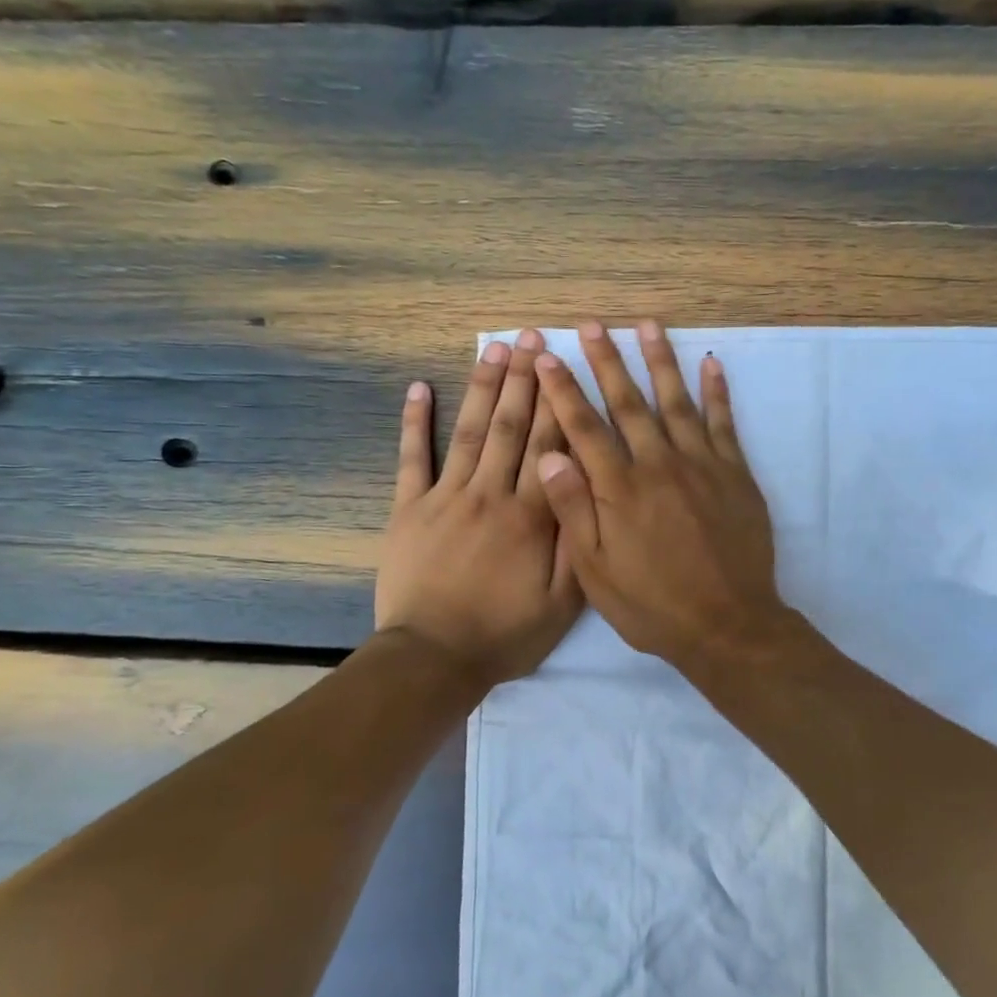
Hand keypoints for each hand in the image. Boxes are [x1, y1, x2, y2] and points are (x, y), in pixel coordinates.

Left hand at [376, 329, 582, 686]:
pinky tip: (419, 387)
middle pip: (511, 427)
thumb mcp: (563, 603)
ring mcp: (446, 497)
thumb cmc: (505, 634)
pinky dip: (414, 422)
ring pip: (470, 432)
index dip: (559, 402)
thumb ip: (578, 544)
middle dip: (524, 380)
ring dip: (483, 388)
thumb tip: (588, 486)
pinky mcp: (409, 509)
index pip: (551, 447)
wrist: (434, 658)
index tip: (565, 364)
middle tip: (531, 338)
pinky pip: (412, 459)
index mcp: (532, 516)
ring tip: (493, 349)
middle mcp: (491, 494)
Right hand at [535, 320, 792, 675]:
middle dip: (606, 361)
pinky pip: (724, 423)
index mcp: (619, 489)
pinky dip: (717, 392)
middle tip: (591, 325)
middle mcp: (658, 465)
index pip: (584, 428)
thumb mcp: (597, 572)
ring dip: (660, 360)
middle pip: (627, 403)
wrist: (728, 625)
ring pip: (676, 401)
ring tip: (647, 325)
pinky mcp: (735, 474)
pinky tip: (711, 363)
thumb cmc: (653, 605)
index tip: (546, 358)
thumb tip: (547, 455)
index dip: (563, 390)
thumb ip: (573, 511)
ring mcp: (701, 465)